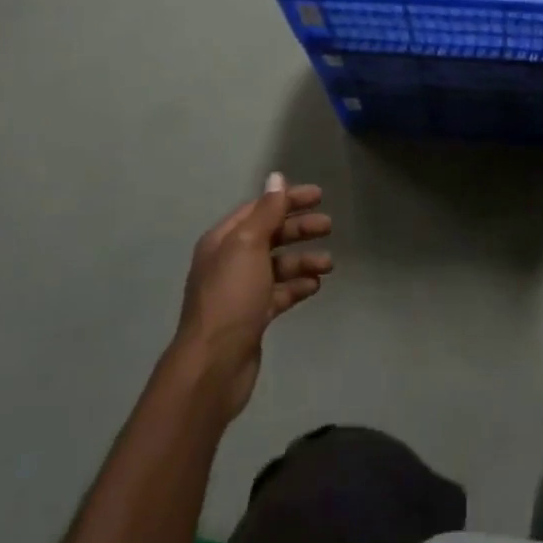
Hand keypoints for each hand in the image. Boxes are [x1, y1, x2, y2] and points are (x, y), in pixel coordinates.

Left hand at [173, 173, 332, 420]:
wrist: (213, 365)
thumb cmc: (231, 298)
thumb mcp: (248, 246)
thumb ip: (266, 211)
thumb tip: (276, 177)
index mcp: (223, 241)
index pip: (259, 209)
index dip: (287, 199)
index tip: (319, 196)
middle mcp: (229, 261)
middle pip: (269, 235)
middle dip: (299, 229)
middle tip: (329, 226)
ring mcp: (240, 291)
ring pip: (277, 266)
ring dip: (303, 260)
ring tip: (329, 264)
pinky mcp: (252, 317)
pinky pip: (279, 293)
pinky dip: (297, 286)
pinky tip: (315, 286)